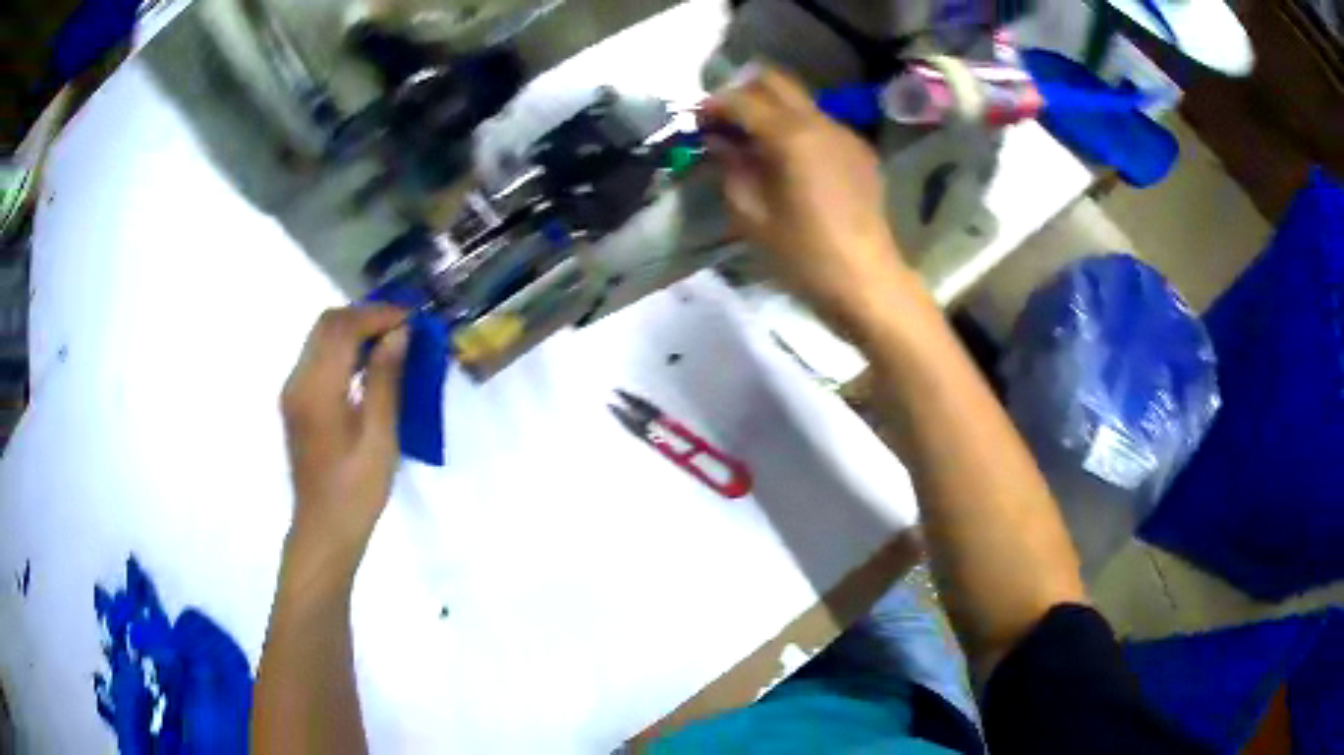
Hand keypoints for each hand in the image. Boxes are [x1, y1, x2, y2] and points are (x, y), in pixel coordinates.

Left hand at [280, 305, 408, 578]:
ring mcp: (294, 390)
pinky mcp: (296, 401)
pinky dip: (344, 348)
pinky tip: (369, 365)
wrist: (324, 529)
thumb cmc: (357, 490)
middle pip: (327, 324)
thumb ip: (386, 380)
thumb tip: (399, 334)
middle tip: (403, 326)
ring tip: (391, 341)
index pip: (343, 328)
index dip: (379, 315)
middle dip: (366, 316)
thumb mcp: (380, 437)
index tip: (413, 319)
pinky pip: (319, 357)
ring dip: (355, 330)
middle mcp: (298, 380)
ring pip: (321, 337)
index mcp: (317, 390)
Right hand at [702, 68, 914, 334]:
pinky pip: (821, 123)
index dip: (712, 106)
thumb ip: (731, 167)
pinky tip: (789, 160)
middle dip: (743, 93)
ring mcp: (845, 134)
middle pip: (775, 81)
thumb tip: (719, 142)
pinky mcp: (860, 152)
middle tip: (724, 122)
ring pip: (800, 100)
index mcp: (791, 136)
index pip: (742, 100)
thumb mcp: (752, 215)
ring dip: (771, 109)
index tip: (694, 122)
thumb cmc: (803, 255)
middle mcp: (820, 122)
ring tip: (753, 142)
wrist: (866, 281)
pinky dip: (796, 128)